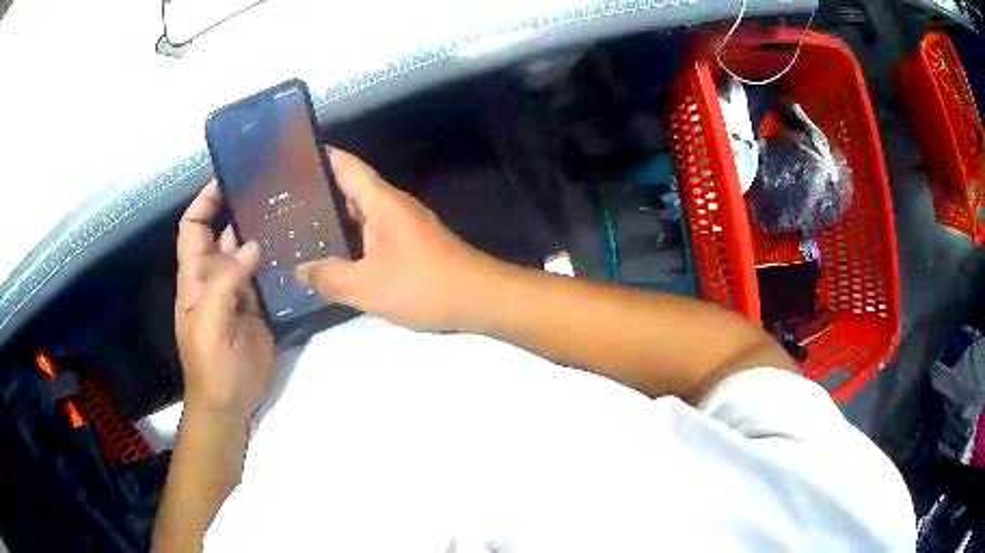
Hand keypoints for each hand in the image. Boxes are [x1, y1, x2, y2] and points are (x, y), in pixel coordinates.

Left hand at [175, 182, 273, 423]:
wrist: (230, 403)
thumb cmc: (211, 365)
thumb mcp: (209, 323)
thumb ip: (226, 282)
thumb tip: (252, 244)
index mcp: (195, 276)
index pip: (193, 227)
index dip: (204, 202)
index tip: (227, 179)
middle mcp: (215, 277)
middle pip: (223, 233)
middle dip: (240, 209)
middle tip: (272, 188)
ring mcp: (238, 292)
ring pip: (248, 252)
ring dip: (262, 232)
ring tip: (289, 209)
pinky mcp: (259, 307)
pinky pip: (266, 276)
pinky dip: (277, 260)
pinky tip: (295, 247)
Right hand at [295, 149, 498, 330]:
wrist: (480, 299)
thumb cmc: (423, 285)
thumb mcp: (366, 286)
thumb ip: (328, 277)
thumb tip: (299, 270)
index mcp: (381, 201)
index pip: (346, 165)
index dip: (319, 156)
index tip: (290, 157)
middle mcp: (392, 206)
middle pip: (349, 189)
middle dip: (316, 194)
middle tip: (281, 204)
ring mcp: (403, 226)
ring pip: (359, 216)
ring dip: (331, 221)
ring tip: (296, 230)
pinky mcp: (409, 246)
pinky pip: (371, 236)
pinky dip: (350, 242)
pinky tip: (330, 258)